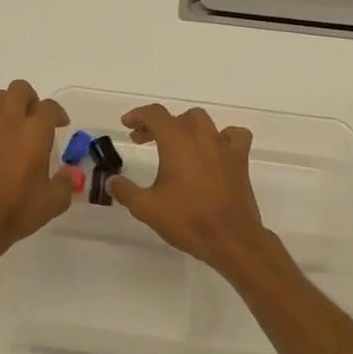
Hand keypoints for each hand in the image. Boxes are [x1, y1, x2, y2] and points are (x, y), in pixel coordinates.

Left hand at [0, 80, 72, 258]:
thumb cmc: (17, 210)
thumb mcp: (54, 202)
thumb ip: (65, 184)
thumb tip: (66, 176)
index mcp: (34, 132)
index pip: (49, 106)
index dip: (57, 113)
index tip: (60, 125)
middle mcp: (8, 122)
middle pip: (18, 89)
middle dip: (30, 98)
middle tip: (34, 119)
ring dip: (7, 109)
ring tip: (11, 131)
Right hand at [109, 103, 275, 279]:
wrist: (231, 239)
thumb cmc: (187, 219)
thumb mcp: (146, 208)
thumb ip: (125, 191)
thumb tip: (112, 181)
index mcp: (176, 141)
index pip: (155, 114)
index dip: (138, 115)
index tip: (127, 125)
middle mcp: (201, 136)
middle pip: (178, 117)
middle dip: (158, 125)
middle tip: (144, 140)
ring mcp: (223, 146)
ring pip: (203, 122)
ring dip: (186, 128)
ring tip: (176, 144)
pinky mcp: (240, 160)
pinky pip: (234, 136)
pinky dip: (223, 137)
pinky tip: (215, 150)